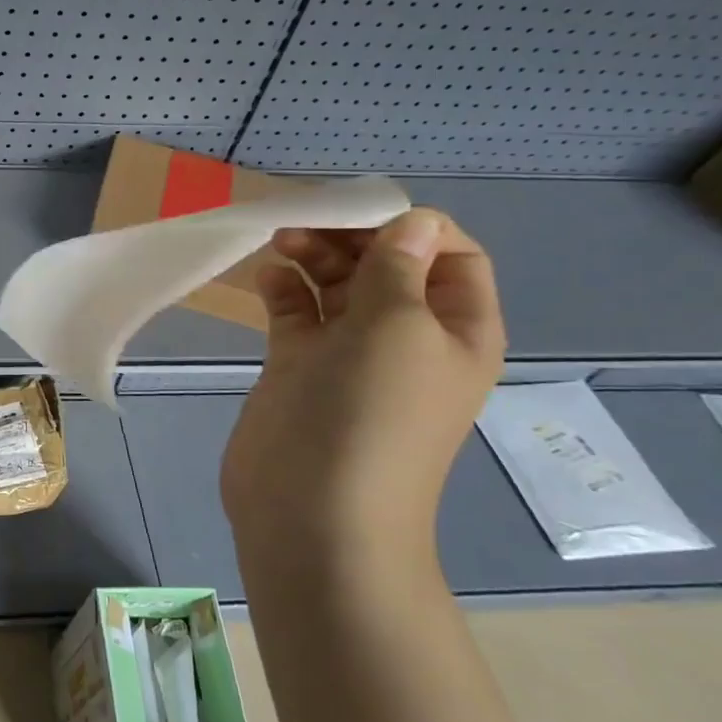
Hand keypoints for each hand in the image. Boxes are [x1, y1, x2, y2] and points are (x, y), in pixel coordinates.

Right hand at [221, 208, 505, 557]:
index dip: (412, 227)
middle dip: (352, 236)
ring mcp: (350, 353)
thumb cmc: (369, 413)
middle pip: (387, 264)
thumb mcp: (398, 328)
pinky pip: (297, 313)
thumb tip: (415, 221)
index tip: (360, 212)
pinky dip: (283, 289)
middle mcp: (407, 337)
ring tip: (279, 242)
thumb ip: (399, 268)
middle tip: (304, 223)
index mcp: (455, 329)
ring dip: (313, 256)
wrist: (312, 508)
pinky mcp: (300, 366)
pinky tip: (266, 278)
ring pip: (338, 285)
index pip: (450, 255)